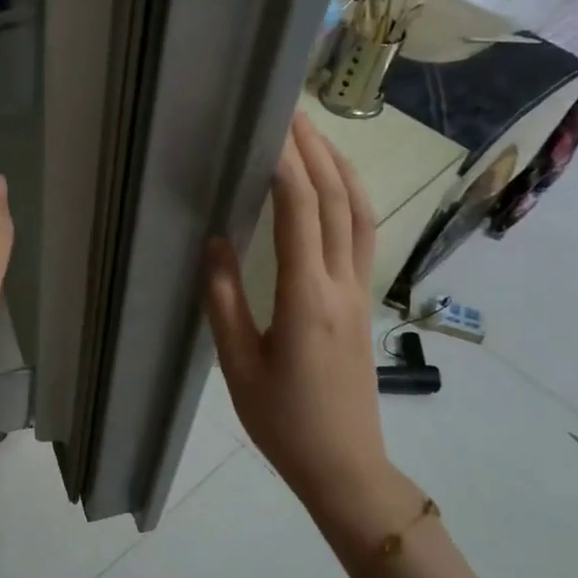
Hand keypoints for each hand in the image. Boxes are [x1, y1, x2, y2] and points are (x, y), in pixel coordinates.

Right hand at [204, 111, 390, 512]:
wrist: (345, 466)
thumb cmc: (283, 422)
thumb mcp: (238, 365)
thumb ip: (224, 300)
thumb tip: (214, 241)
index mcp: (306, 299)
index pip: (301, 214)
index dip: (286, 166)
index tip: (268, 129)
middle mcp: (341, 285)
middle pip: (338, 201)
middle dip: (316, 150)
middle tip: (290, 111)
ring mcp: (360, 292)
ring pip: (361, 214)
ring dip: (340, 167)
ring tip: (315, 134)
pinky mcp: (363, 302)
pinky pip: (363, 235)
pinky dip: (351, 198)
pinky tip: (336, 187)